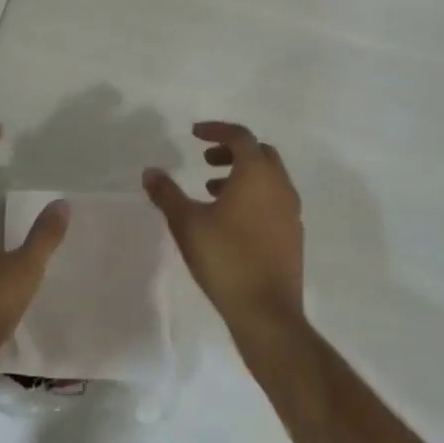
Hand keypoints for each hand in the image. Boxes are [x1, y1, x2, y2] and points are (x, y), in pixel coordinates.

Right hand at [144, 122, 304, 337]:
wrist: (266, 312)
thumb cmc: (225, 258)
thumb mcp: (186, 222)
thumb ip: (167, 193)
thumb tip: (150, 172)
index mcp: (257, 174)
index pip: (240, 136)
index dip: (216, 130)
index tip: (195, 134)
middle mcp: (280, 186)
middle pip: (260, 153)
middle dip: (232, 151)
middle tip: (206, 160)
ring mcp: (291, 212)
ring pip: (269, 179)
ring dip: (242, 175)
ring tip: (212, 190)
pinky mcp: (293, 236)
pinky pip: (274, 201)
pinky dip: (253, 196)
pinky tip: (231, 220)